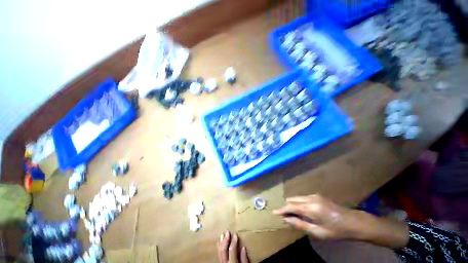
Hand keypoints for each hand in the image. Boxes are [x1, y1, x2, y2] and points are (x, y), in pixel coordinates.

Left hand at [217, 230, 248, 262]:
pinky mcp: (219, 260)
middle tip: (227, 232)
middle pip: (223, 249)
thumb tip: (243, 248)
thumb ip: (244, 258)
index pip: (232, 250)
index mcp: (232, 261)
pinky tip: (219, 242)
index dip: (233, 242)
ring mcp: (221, 261)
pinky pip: (218, 252)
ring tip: (222, 235)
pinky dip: (218, 246)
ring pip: (219, 250)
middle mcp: (224, 261)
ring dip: (221, 242)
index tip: (235, 235)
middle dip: (225, 240)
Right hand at [273, 194, 359, 239]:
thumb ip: (300, 224)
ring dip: (293, 204)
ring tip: (288, 215)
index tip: (272, 214)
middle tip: (280, 216)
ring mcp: (318, 197)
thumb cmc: (334, 230)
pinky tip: (300, 211)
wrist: (352, 222)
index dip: (281, 210)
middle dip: (286, 206)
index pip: (291, 206)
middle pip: (294, 199)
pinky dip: (299, 203)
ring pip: (299, 198)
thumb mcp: (316, 231)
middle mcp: (313, 199)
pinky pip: (305, 198)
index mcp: (311, 208)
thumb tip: (286, 219)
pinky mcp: (322, 198)